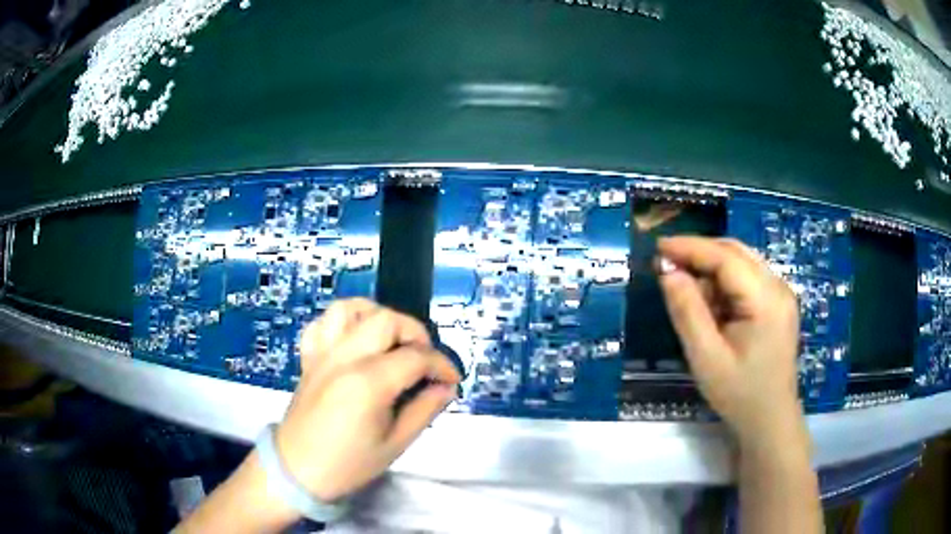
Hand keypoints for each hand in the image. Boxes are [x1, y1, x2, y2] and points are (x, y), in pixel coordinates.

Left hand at [277, 299, 460, 501]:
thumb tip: (446, 388)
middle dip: (415, 333)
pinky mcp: (309, 357)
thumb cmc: (349, 464)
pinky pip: (322, 323)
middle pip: (386, 320)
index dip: (441, 365)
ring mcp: (323, 354)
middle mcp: (344, 358)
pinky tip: (354, 341)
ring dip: (377, 316)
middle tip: (424, 360)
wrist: (298, 470)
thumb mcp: (396, 444)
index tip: (451, 380)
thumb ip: (425, 410)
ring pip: (350, 308)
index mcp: (369, 383)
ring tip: (390, 340)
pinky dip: (342, 323)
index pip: (415, 357)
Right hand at [657, 237, 804, 447]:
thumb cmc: (739, 394)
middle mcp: (778, 287)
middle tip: (667, 265)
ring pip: (741, 262)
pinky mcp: (778, 303)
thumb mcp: (706, 357)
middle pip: (735, 252)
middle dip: (700, 253)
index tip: (658, 247)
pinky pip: (747, 278)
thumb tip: (668, 272)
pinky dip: (724, 282)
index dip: (691, 247)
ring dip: (711, 268)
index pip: (726, 257)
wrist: (769, 420)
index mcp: (766, 299)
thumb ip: (687, 311)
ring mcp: (781, 294)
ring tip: (687, 290)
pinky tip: (711, 304)